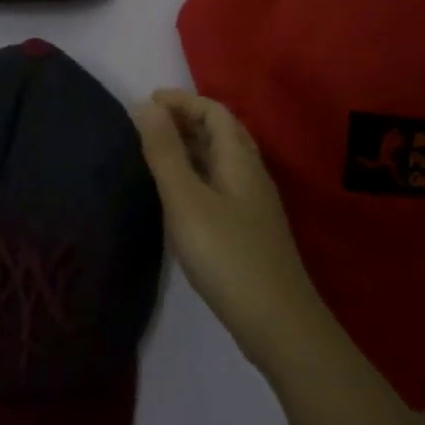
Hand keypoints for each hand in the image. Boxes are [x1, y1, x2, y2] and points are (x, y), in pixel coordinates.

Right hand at [135, 89, 330, 376]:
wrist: (278, 324)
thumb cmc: (227, 255)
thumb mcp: (186, 199)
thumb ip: (165, 152)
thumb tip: (147, 106)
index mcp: (240, 160)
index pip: (215, 111)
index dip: (182, 101)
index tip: (147, 102)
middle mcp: (251, 174)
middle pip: (221, 132)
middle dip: (185, 119)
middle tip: (147, 123)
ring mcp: (253, 204)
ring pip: (221, 159)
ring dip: (190, 146)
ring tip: (155, 151)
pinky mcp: (249, 229)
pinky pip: (219, 182)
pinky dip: (195, 172)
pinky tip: (178, 194)